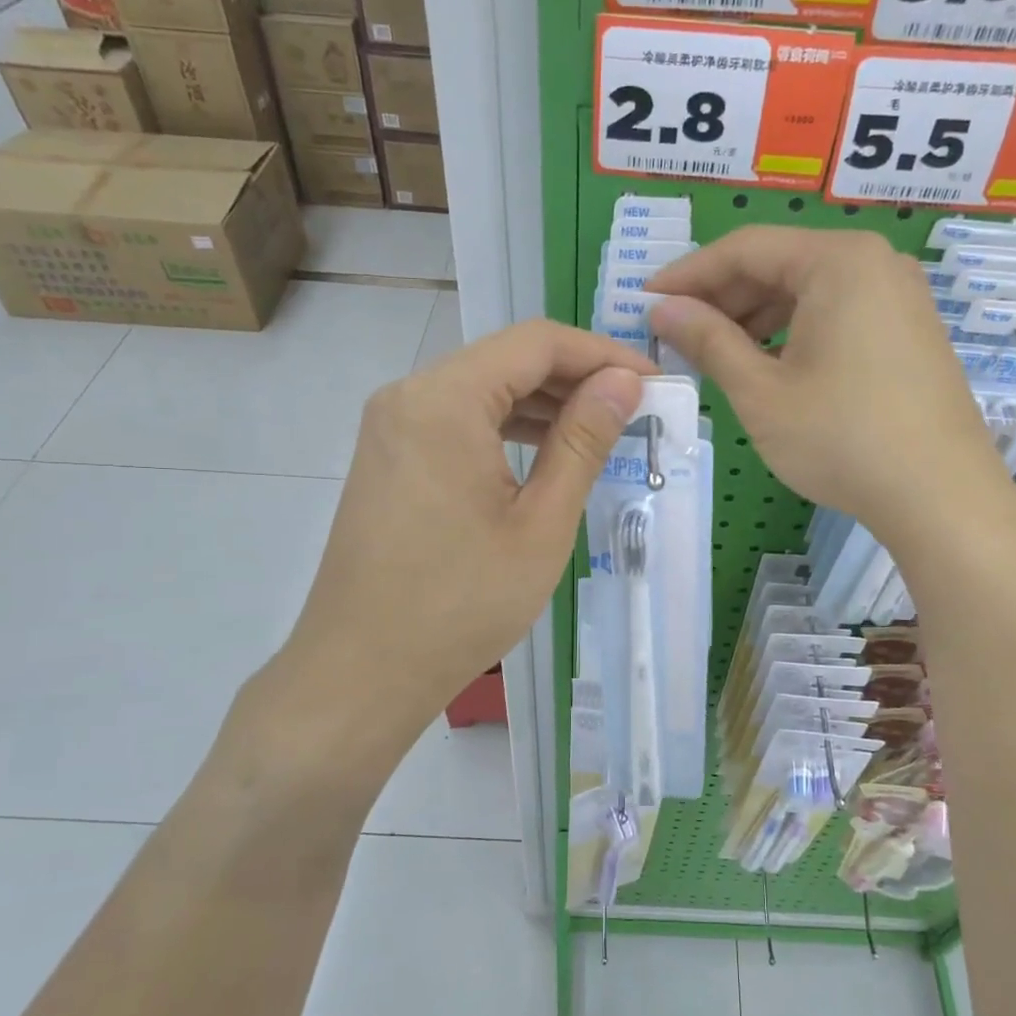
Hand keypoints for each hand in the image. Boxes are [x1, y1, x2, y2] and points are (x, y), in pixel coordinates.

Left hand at [271, 320, 655, 744]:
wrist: (360, 673)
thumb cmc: (460, 604)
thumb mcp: (540, 523)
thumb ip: (583, 441)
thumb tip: (623, 383)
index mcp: (444, 399)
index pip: (537, 342)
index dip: (603, 354)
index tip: (655, 383)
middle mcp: (409, 395)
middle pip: (507, 359)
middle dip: (576, 378)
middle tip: (637, 410)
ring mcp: (392, 426)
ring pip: (483, 389)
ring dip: (544, 403)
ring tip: (601, 432)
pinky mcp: (390, 456)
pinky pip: (458, 420)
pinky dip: (506, 428)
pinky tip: (546, 454)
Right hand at [646, 226, 1015, 553]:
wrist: (941, 498)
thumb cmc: (841, 439)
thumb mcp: (760, 392)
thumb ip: (707, 341)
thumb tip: (662, 309)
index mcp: (838, 261)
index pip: (744, 249)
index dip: (688, 274)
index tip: (646, 302)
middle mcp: (874, 263)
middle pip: (779, 264)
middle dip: (722, 298)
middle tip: (677, 334)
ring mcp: (899, 296)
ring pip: (807, 292)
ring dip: (755, 318)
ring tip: (715, 354)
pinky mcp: (909, 331)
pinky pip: (837, 314)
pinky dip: (793, 333)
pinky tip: (767, 366)